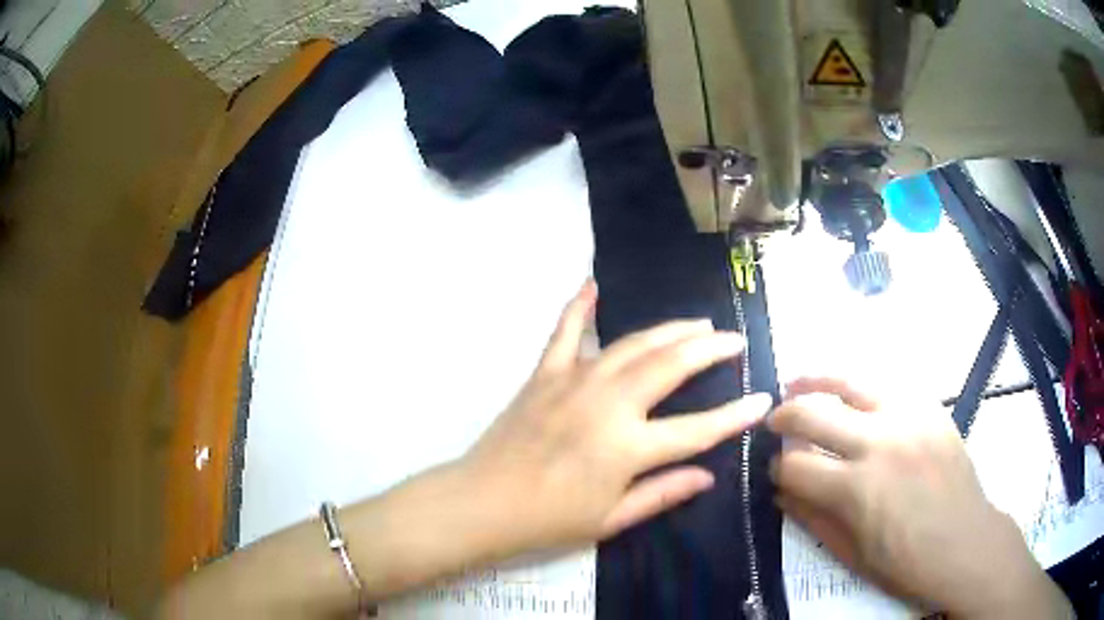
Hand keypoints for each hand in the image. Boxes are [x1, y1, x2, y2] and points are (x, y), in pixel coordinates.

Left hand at [460, 280, 770, 553]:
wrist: (483, 503)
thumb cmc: (549, 520)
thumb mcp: (612, 518)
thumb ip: (663, 493)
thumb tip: (708, 475)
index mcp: (628, 447)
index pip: (698, 428)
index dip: (735, 415)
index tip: (763, 398)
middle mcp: (608, 404)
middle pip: (671, 365)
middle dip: (709, 349)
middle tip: (732, 339)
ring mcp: (575, 382)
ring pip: (632, 343)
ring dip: (668, 329)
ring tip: (696, 322)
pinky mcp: (544, 375)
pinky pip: (565, 332)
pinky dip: (579, 307)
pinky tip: (592, 285)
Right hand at [768, 377, 1071, 618]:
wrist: (964, 542)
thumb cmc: (905, 561)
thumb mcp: (851, 552)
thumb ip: (812, 517)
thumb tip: (781, 491)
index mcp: (856, 489)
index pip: (796, 466)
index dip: (776, 469)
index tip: (773, 472)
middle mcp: (879, 443)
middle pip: (813, 413)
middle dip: (783, 417)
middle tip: (772, 422)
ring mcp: (908, 417)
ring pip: (850, 381)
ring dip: (816, 380)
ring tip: (797, 382)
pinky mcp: (930, 407)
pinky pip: (887, 384)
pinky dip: (860, 386)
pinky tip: (851, 392)